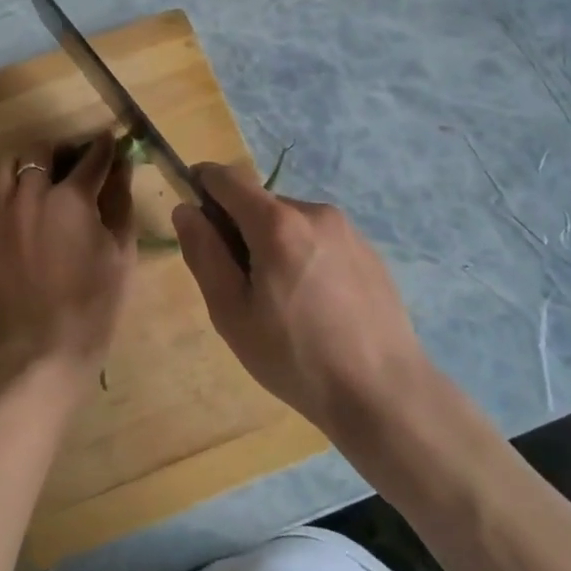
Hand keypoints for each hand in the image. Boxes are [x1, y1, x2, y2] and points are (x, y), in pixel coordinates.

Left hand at [0, 135, 136, 381]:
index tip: (110, 139)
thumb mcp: (121, 251)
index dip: (104, 146)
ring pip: (5, 166)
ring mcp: (1, 215)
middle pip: (40, 151)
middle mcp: (30, 196)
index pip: (92, 158)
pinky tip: (12, 200)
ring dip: (26, 163)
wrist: (46, 348)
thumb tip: (123, 168)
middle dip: (61, 149)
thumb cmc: (95, 302)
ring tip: (40, 176)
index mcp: (71, 199)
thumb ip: (121, 202)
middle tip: (75, 161)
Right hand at [174, 163, 427, 434]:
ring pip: (290, 221)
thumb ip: (204, 253)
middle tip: (238, 282)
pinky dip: (303, 254)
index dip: (202, 183)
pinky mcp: (367, 249)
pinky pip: (318, 237)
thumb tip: (185, 210)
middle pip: (259, 202)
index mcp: (277, 223)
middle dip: (239, 227)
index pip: (227, 177)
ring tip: (281, 299)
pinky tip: (314, 303)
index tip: (192, 211)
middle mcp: (314, 211)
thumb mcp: (232, 313)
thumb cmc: (295, 358)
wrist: (384, 393)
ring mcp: (346, 228)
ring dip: (272, 242)